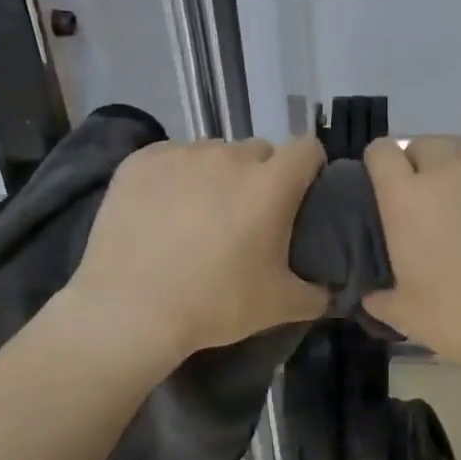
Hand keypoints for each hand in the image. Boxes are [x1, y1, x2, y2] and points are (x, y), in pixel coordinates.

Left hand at [62, 137, 328, 362]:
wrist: (129, 311)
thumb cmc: (214, 304)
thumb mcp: (279, 306)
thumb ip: (317, 293)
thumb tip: (331, 289)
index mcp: (271, 183)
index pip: (307, 148)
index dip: (310, 168)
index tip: (301, 194)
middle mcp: (230, 156)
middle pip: (260, 151)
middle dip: (261, 176)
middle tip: (248, 216)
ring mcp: (182, 154)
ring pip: (214, 154)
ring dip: (217, 175)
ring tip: (200, 215)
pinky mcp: (141, 161)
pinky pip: (172, 158)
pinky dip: (176, 177)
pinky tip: (163, 212)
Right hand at [362, 137, 460, 379]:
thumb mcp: (408, 317)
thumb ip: (381, 297)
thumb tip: (371, 294)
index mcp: (407, 199)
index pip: (382, 152)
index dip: (383, 164)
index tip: (389, 183)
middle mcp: (448, 170)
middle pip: (428, 145)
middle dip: (426, 165)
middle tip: (438, 200)